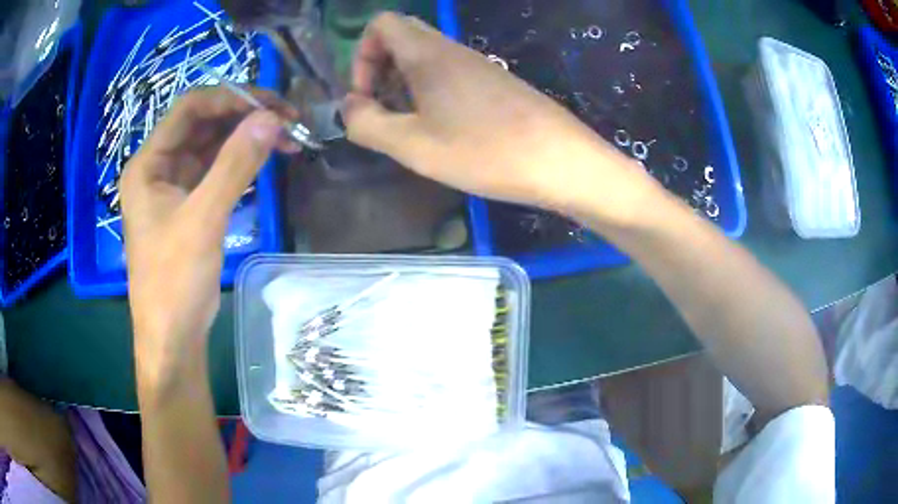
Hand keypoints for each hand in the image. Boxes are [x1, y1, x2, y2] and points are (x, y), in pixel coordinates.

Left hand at [120, 87, 294, 390]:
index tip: (273, 105)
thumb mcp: (202, 221)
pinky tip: (266, 160)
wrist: (172, 339)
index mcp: (149, 163)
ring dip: (246, 138)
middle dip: (244, 117)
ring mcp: (173, 187)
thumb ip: (235, 166)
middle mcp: (159, 167)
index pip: (190, 108)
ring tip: (286, 139)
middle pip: (203, 123)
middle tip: (288, 121)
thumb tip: (272, 118)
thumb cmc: (175, 283)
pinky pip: (216, 171)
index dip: (231, 98)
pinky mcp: (188, 205)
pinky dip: (241, 162)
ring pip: (212, 146)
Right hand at [343, 13, 659, 227]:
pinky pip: (450, 74)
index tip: (366, 96)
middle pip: (402, 39)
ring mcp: (477, 65)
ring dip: (404, 86)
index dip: (361, 55)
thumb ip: (367, 124)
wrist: (561, 161)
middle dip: (380, 71)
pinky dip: (431, 94)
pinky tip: (442, 130)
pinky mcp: (495, 83)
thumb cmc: (485, 151)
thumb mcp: (413, 145)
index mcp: (428, 54)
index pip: (381, 24)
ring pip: (425, 58)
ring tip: (411, 128)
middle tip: (385, 112)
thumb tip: (348, 107)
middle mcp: (452, 50)